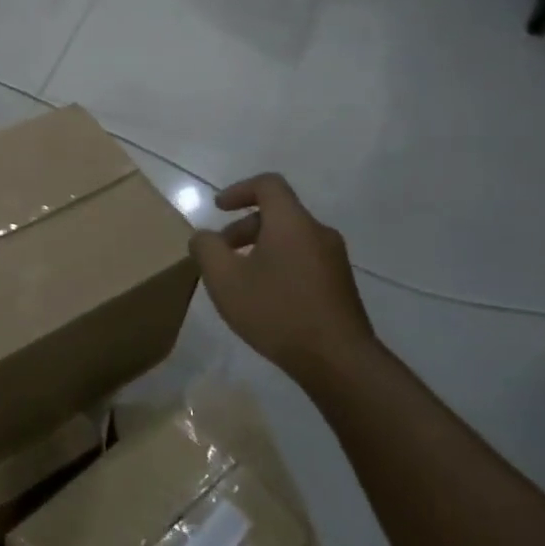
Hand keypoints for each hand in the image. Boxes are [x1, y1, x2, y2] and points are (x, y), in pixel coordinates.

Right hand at [189, 174, 380, 386]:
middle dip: (244, 227)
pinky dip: (280, 265)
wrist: (337, 360)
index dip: (239, 190)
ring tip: (241, 280)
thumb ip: (207, 249)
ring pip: (291, 239)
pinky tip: (266, 299)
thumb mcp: (225, 279)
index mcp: (291, 222)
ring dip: (261, 248)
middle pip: (278, 213)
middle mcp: (318, 232)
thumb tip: (204, 236)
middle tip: (221, 253)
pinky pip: (304, 260)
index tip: (218, 209)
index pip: (268, 184)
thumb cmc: (276, 311)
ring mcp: (334, 260)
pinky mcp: (340, 285)